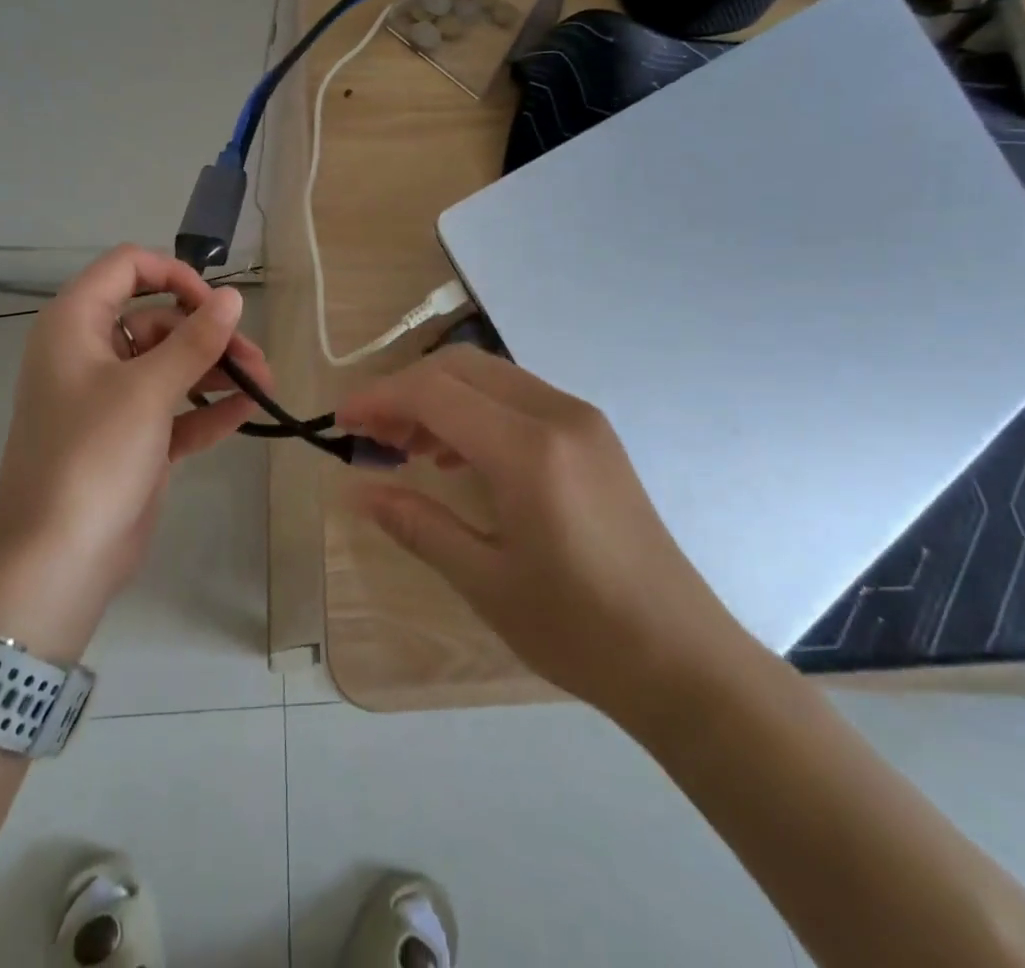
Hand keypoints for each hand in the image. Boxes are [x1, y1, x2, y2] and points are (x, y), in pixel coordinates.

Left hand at [0, 246, 271, 659]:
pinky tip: (249, 411)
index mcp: (76, 325)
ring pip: (170, 366)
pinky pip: (175, 410)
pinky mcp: (131, 440)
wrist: (55, 559)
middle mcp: (91, 354)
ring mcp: (111, 400)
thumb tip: (234, 298)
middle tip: (255, 358)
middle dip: (209, 335)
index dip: (174, 275)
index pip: (127, 268)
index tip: (216, 303)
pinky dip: (207, 408)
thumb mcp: (148, 389)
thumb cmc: (93, 454)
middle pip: (158, 320)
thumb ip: (196, 340)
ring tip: (265, 385)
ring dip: (217, 371)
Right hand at [337, 346, 752, 715]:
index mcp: (528, 451)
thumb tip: (357, 490)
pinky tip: (458, 456)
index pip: (434, 392)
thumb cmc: (578, 631)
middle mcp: (557, 414)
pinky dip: (475, 409)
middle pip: (460, 367)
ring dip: (440, 397)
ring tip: (407, 448)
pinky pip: (518, 397)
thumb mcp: (485, 581)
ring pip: (489, 376)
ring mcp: (581, 419)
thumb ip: (417, 524)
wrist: (682, 658)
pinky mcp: (593, 434)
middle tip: (371, 437)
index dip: (379, 399)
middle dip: (405, 390)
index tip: (342, 423)